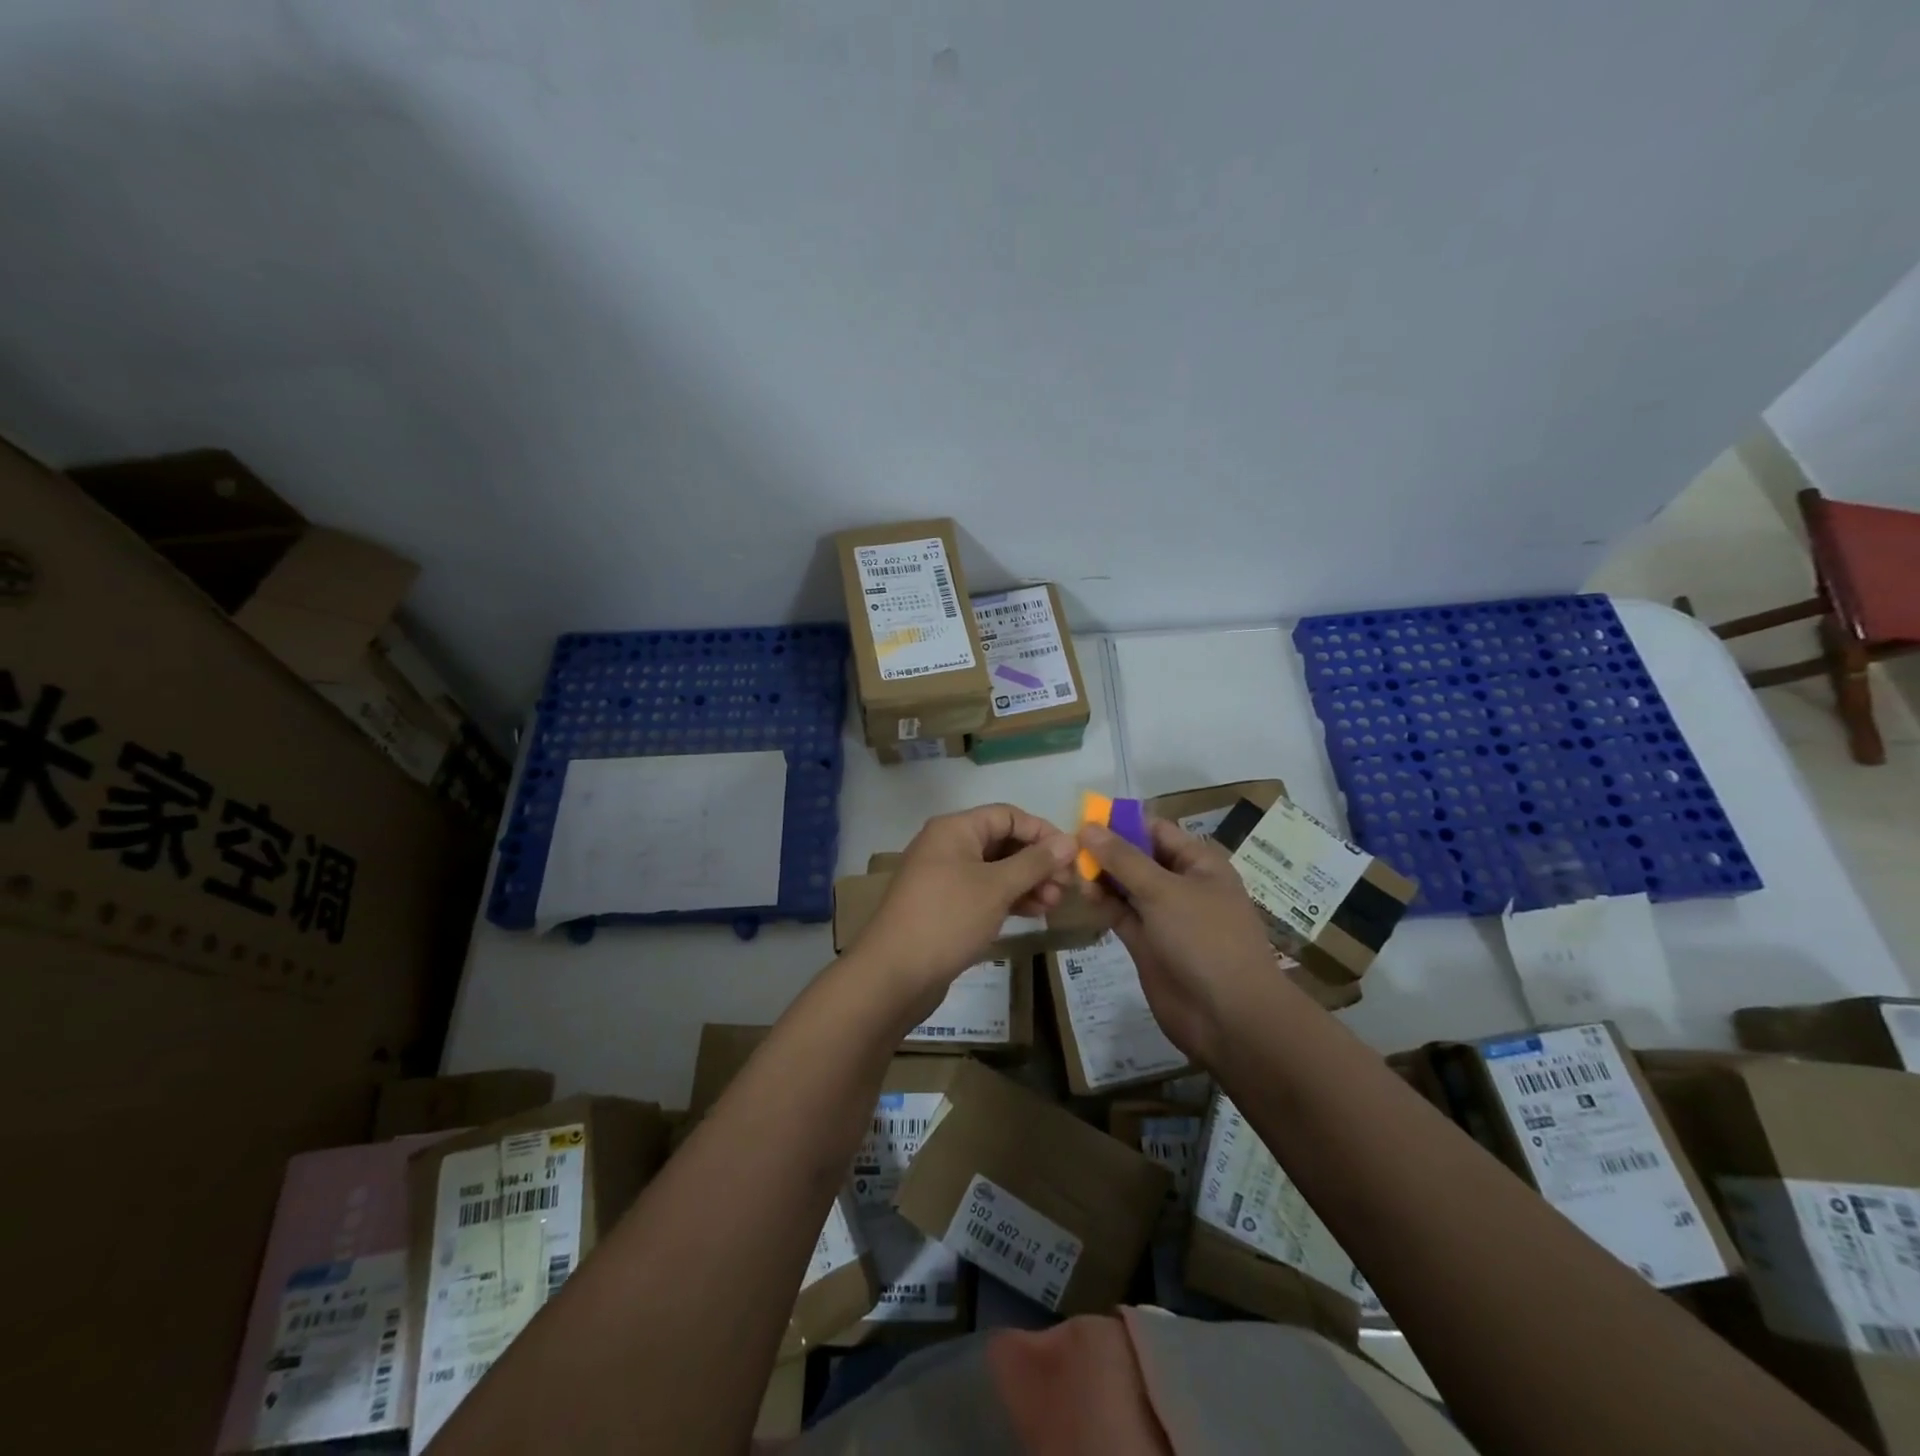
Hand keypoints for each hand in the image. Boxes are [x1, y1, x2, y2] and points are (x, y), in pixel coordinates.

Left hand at [854, 804, 1077, 1021]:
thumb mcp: (996, 887)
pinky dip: (1009, 899)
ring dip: (1027, 882)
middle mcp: (947, 846)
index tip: (1072, 857)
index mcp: (955, 829)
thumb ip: (1035, 862)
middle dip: (1037, 861)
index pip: (1008, 815)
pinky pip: (984, 892)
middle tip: (1066, 887)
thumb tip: (1070, 841)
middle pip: (1002, 841)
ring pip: (995, 870)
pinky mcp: (945, 906)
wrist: (895, 974)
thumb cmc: (947, 918)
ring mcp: (944, 877)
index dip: (1042, 832)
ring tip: (1054, 905)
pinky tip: (1034, 914)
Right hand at [1079, 817, 1281, 1063]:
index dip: (1121, 823)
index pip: (1155, 830)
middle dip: (1106, 851)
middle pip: (1138, 857)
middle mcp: (1182, 884)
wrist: (1228, 1015)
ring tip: (1072, 873)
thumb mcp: (1163, 890)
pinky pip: (1122, 914)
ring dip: (1102, 878)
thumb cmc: (1204, 938)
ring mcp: (1165, 916)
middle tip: (1068, 849)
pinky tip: (1083, 896)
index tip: (1083, 820)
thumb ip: (1123, 859)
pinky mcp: (1149, 943)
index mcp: (1198, 863)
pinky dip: (1104, 904)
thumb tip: (1088, 827)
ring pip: (1126, 887)